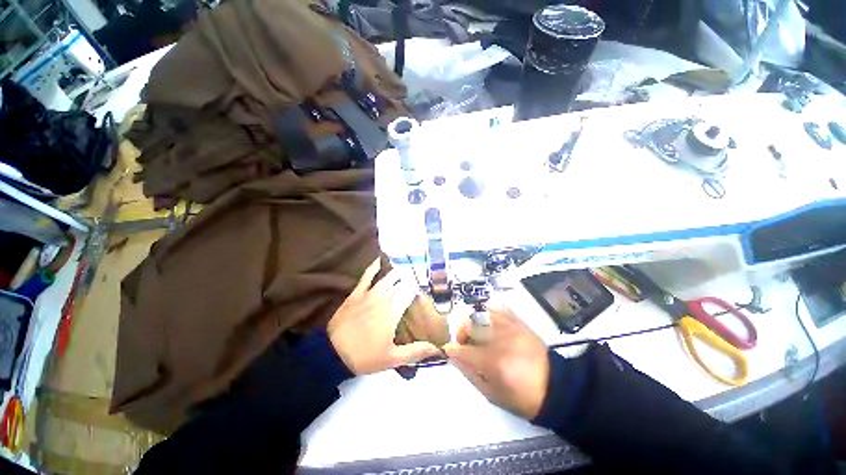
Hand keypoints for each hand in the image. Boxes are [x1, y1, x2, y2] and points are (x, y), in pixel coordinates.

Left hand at [328, 259, 440, 374]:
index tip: (422, 291)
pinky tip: (379, 260)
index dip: (417, 291)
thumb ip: (415, 351)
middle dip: (409, 281)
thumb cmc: (365, 357)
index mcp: (393, 313)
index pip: (409, 294)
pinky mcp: (356, 294)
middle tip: (417, 278)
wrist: (333, 354)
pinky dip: (373, 267)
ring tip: (405, 269)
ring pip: (387, 279)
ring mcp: (369, 295)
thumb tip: (437, 348)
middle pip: (400, 285)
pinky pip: (366, 277)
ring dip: (397, 273)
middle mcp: (383, 300)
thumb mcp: (392, 359)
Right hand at [444, 304, 549, 419]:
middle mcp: (500, 341)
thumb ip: (469, 373)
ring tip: (476, 331)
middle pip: (469, 325)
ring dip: (473, 321)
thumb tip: (453, 356)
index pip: (463, 349)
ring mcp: (510, 328)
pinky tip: (488, 319)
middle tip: (463, 340)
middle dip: (460, 332)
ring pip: (481, 313)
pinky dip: (489, 309)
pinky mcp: (519, 322)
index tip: (449, 349)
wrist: (555, 388)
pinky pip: (499, 307)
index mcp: (493, 363)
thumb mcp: (492, 394)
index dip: (452, 348)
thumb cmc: (522, 396)